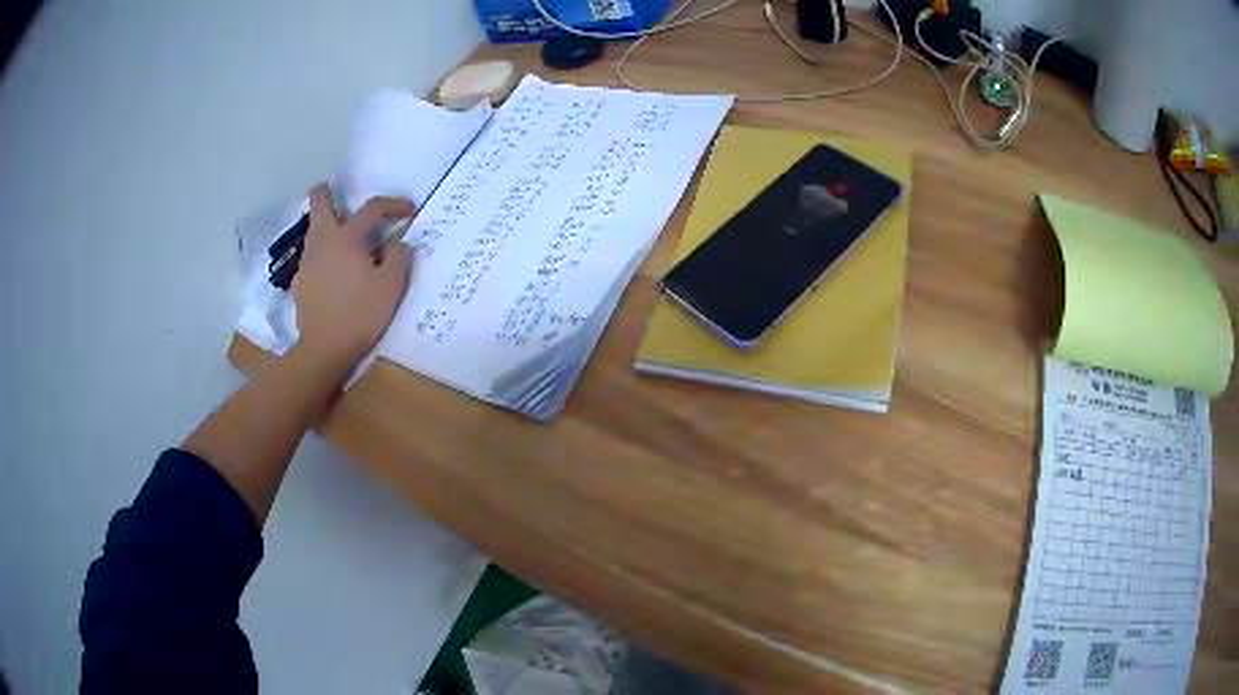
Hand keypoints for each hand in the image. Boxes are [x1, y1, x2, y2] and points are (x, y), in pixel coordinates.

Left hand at [292, 183, 414, 373]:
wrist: (324, 349)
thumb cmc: (360, 315)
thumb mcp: (391, 286)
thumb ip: (398, 256)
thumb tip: (397, 243)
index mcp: (346, 238)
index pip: (372, 208)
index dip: (393, 204)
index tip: (409, 212)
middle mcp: (322, 242)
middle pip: (319, 202)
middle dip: (327, 191)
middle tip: (337, 190)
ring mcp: (308, 261)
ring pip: (314, 228)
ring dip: (328, 223)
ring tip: (344, 237)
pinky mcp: (301, 282)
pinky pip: (312, 254)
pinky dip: (323, 251)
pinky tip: (334, 269)